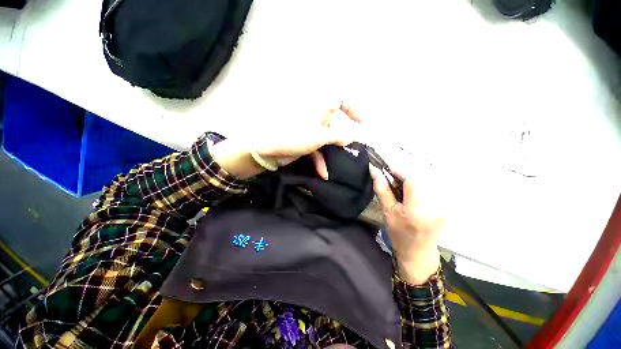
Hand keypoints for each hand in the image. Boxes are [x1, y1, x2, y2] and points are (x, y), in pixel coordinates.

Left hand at [212, 104, 360, 179]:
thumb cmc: (290, 138)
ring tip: (337, 166)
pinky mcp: (304, 142)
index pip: (339, 99)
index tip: (361, 122)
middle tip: (349, 152)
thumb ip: (336, 136)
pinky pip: (316, 148)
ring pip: (326, 139)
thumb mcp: (317, 137)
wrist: (264, 151)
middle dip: (342, 139)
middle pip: (335, 125)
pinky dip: (320, 159)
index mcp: (317, 108)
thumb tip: (351, 137)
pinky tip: (323, 173)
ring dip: (331, 153)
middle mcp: (314, 117)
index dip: (352, 108)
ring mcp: (309, 130)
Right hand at [369, 158, 442, 284]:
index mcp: (417, 210)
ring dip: (410, 182)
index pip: (412, 181)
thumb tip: (374, 170)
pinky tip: (411, 196)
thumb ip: (381, 189)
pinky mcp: (446, 206)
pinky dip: (418, 188)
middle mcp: (435, 206)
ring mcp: (444, 206)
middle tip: (392, 182)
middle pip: (419, 179)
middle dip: (404, 177)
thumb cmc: (399, 234)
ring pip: (425, 183)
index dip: (399, 171)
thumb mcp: (387, 212)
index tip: (388, 170)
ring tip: (401, 190)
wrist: (418, 253)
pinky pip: (431, 189)